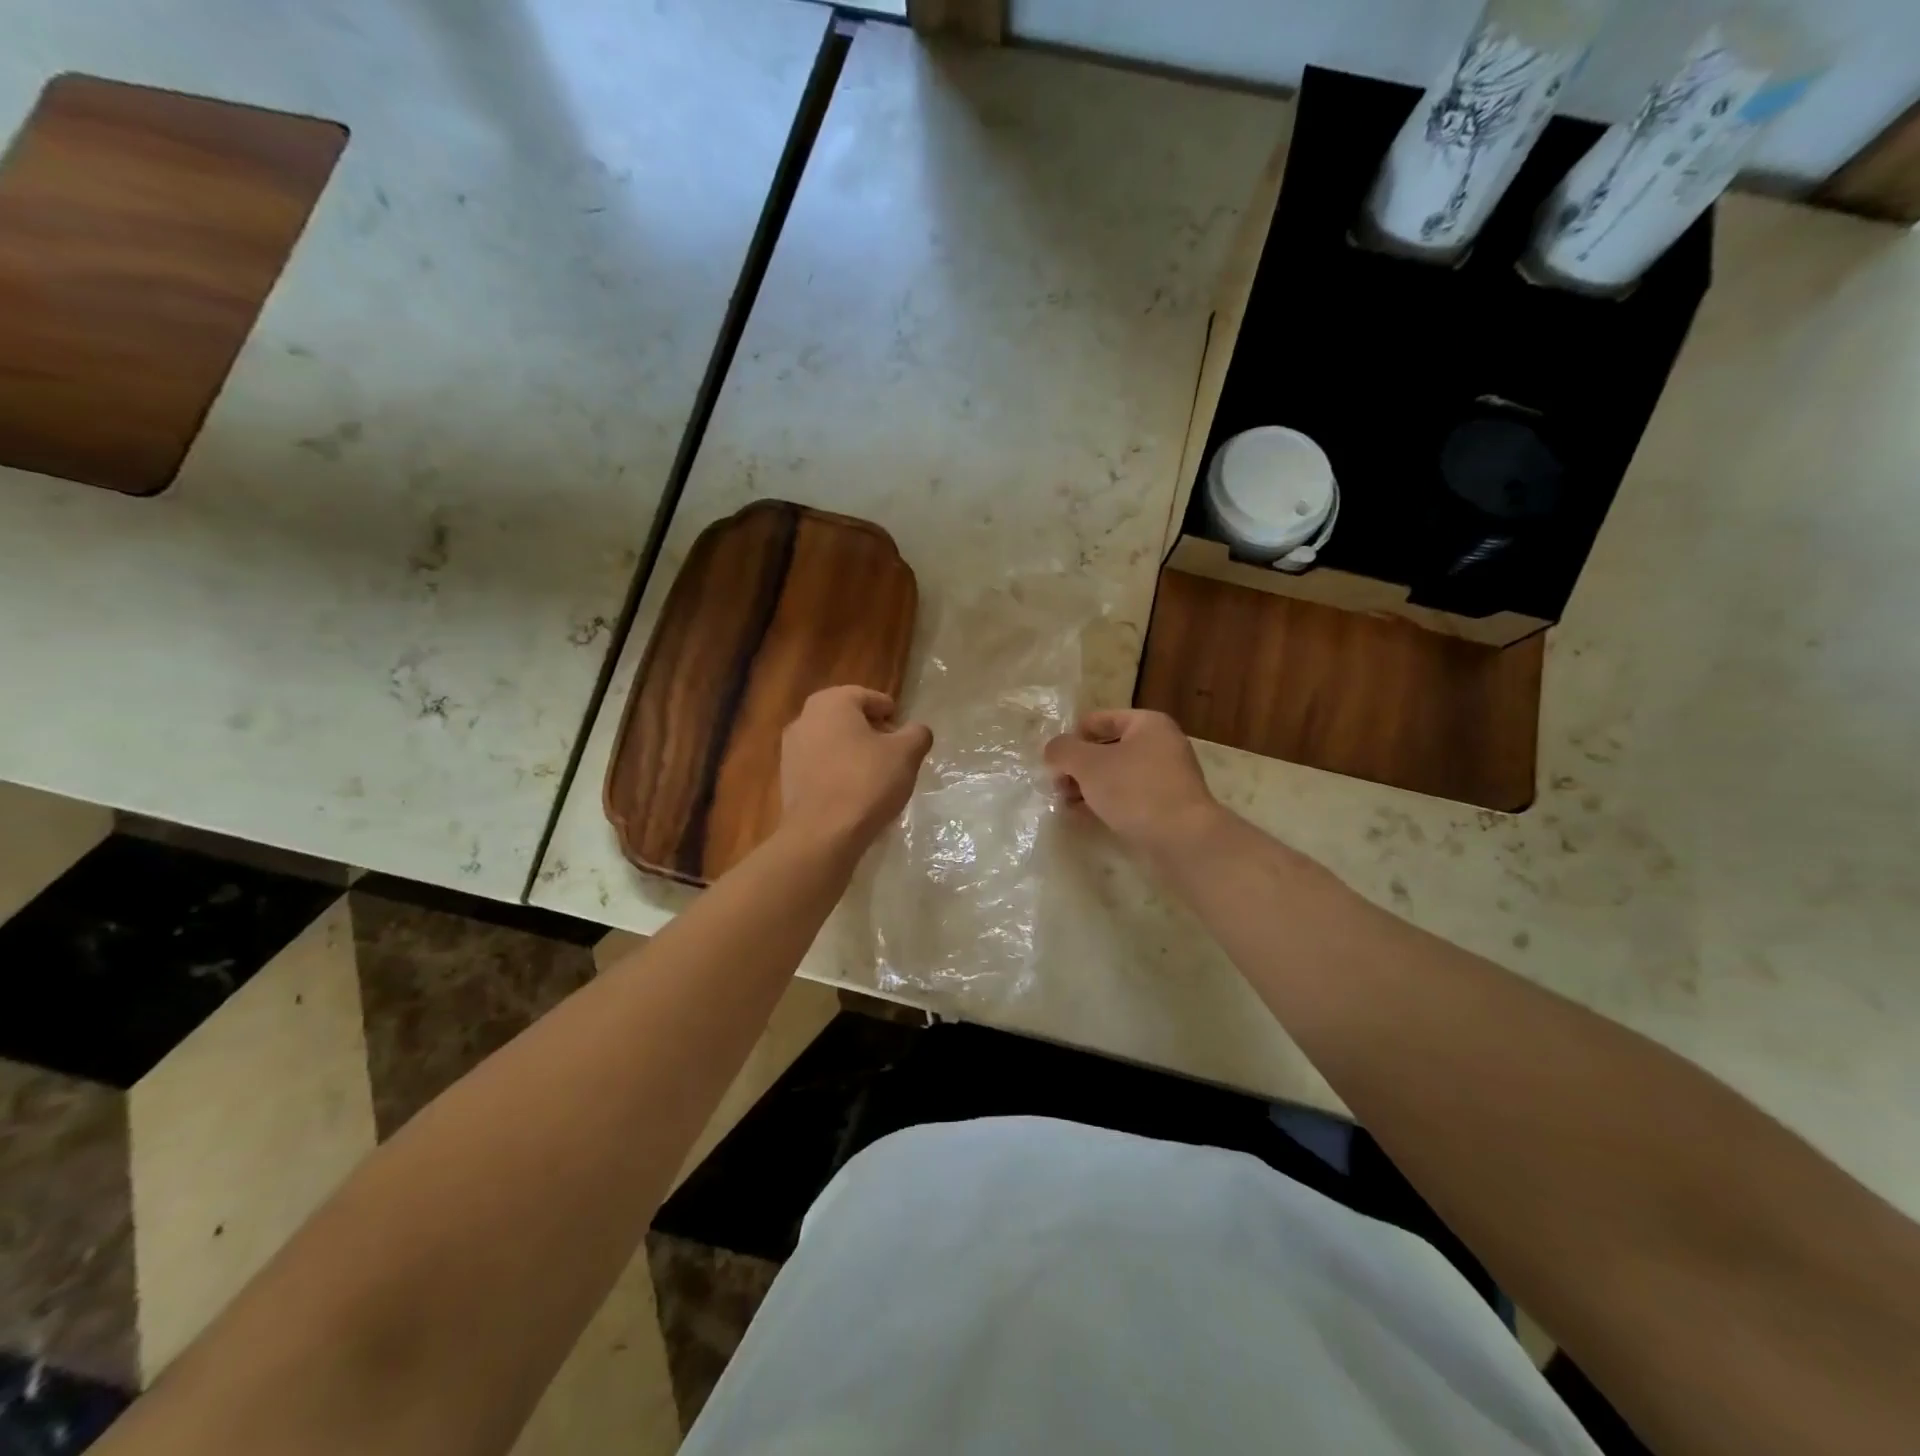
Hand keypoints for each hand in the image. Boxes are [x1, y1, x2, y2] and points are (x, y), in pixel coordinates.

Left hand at [780, 686, 932, 853]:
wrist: (823, 833)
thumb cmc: (866, 782)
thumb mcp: (906, 754)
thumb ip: (917, 734)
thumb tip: (917, 731)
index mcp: (832, 703)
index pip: (867, 697)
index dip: (889, 711)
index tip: (903, 731)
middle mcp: (804, 718)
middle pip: (846, 717)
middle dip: (871, 731)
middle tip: (894, 751)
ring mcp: (791, 749)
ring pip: (831, 742)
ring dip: (853, 751)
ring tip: (876, 774)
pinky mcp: (787, 778)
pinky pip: (820, 765)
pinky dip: (837, 771)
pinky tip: (854, 792)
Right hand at [1043, 709, 1222, 855]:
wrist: (1183, 838)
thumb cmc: (1134, 789)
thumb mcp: (1088, 764)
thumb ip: (1063, 750)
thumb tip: (1053, 750)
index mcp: (1147, 723)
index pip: (1098, 720)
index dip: (1072, 738)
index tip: (1053, 762)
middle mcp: (1161, 744)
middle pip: (1107, 748)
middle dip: (1078, 767)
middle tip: (1057, 786)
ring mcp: (1167, 776)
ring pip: (1116, 775)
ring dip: (1089, 787)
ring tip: (1066, 804)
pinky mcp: (1167, 805)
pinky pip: (1128, 796)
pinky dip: (1106, 802)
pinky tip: (1085, 817)